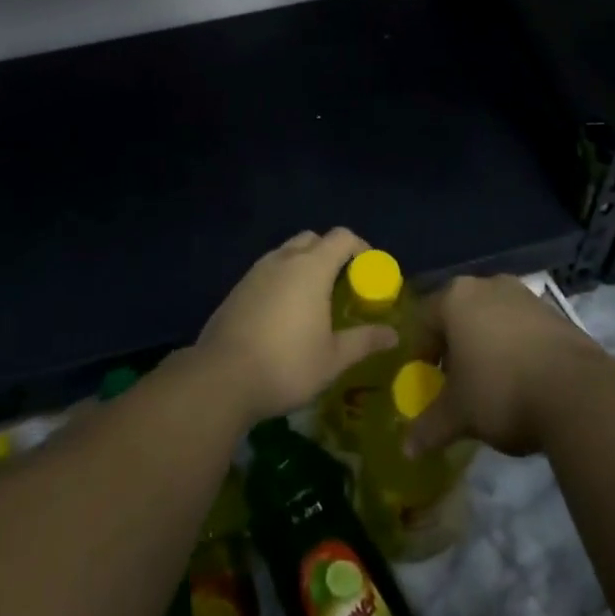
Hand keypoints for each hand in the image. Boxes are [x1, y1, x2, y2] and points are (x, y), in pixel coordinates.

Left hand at [196, 229, 397, 425]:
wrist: (221, 378)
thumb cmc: (287, 364)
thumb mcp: (333, 359)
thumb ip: (363, 341)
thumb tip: (393, 334)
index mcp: (311, 267)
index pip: (342, 237)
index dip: (360, 247)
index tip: (370, 269)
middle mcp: (284, 259)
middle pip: (313, 239)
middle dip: (330, 253)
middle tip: (342, 283)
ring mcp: (256, 271)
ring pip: (286, 253)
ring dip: (303, 265)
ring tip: (313, 299)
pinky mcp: (237, 288)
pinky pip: (267, 271)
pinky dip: (281, 280)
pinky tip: (283, 314)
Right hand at [405, 275, 607, 457]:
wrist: (579, 393)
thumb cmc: (501, 391)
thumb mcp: (459, 414)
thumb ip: (429, 427)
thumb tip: (406, 449)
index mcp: (455, 298)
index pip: (424, 318)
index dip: (421, 351)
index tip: (427, 381)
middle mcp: (487, 285)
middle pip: (459, 314)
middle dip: (455, 346)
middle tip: (457, 382)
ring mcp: (524, 295)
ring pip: (493, 317)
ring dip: (487, 345)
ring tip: (492, 384)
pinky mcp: (555, 312)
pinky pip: (522, 327)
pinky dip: (516, 348)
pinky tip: (524, 381)